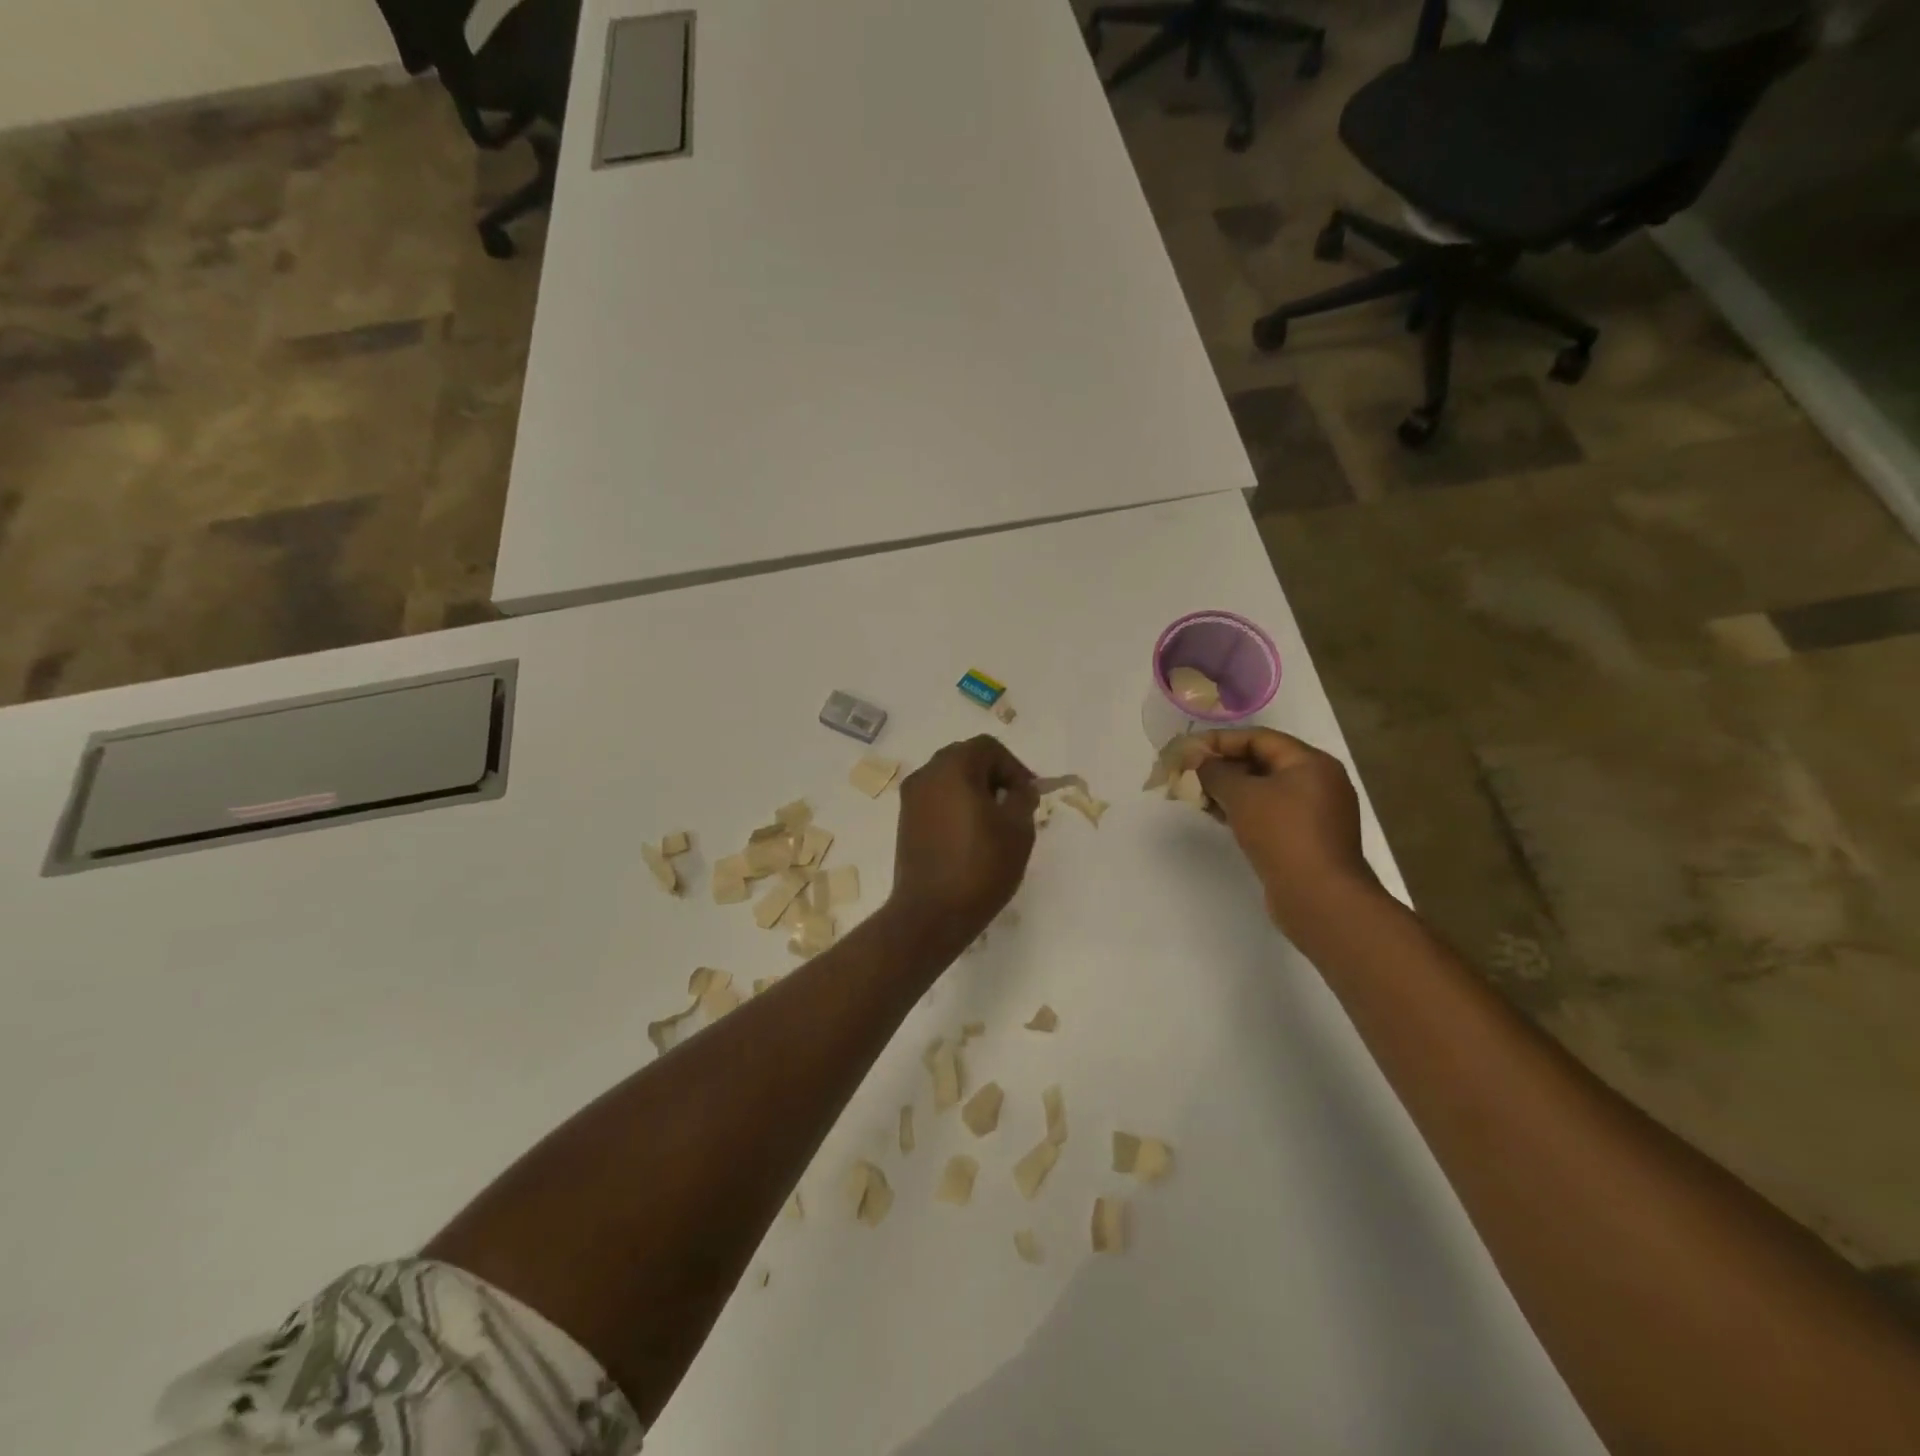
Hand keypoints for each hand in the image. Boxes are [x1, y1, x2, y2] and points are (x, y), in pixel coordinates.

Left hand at [888, 736, 1038, 943]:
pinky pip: (936, 799)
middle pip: (965, 758)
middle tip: (1013, 805)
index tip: (1027, 795)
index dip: (1013, 766)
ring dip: (973, 791)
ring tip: (994, 823)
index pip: (988, 748)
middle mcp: (926, 774)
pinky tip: (971, 835)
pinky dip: (955, 805)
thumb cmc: (981, 866)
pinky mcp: (905, 821)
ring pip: (949, 779)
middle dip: (993, 776)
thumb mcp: (1018, 830)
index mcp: (953, 767)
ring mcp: (911, 798)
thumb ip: (1023, 798)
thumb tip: (1020, 789)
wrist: (931, 913)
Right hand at [1194, 729, 1377, 932]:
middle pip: (1261, 762)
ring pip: (1264, 790)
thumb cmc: (1282, 835)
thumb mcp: (1242, 795)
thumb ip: (1215, 772)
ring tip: (1196, 795)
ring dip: (1229, 790)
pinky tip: (1217, 815)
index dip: (1219, 741)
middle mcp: (1318, 781)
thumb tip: (1197, 760)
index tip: (1187, 750)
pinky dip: (1243, 810)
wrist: (1319, 897)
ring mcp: (1315, 812)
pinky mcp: (1306, 838)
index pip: (1258, 738)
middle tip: (1187, 773)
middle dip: (1222, 766)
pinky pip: (1270, 812)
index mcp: (1310, 762)